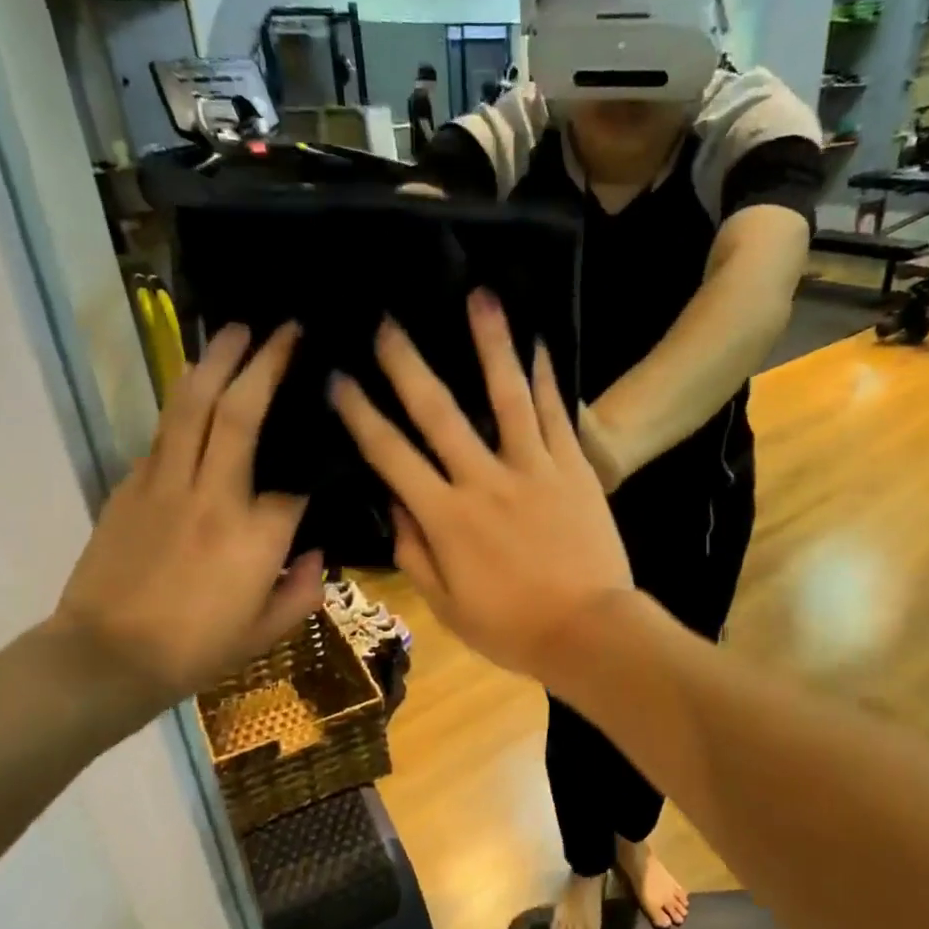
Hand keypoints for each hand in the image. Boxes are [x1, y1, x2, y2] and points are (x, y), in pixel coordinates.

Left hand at [48, 323, 321, 718]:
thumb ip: (304, 588)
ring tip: (235, 330)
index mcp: (256, 535)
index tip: (330, 439)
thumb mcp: (268, 631)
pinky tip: (195, 385)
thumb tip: (316, 552)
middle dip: (263, 364)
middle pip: (239, 414)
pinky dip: (184, 401)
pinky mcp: (131, 486)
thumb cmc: (196, 650)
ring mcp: (165, 485)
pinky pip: (163, 432)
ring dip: (215, 362)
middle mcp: (213, 496)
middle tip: (284, 330)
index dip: (317, 459)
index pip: (298, 482)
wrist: (106, 658)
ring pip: (191, 407)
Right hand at [330, 290, 633, 682]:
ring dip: (490, 344)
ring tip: (479, 296)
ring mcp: (534, 469)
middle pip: (439, 413)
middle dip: (408, 364)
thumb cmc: (512, 627)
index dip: (360, 415)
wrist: (590, 632)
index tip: (338, 377)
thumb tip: (390, 504)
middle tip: (388, 319)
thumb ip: (414, 552)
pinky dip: (546, 378)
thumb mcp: (447, 604)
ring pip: (507, 397)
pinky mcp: (574, 469)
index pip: (391, 456)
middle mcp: (485, 482)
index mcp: (446, 518)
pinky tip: (538, 342)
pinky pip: (556, 415)